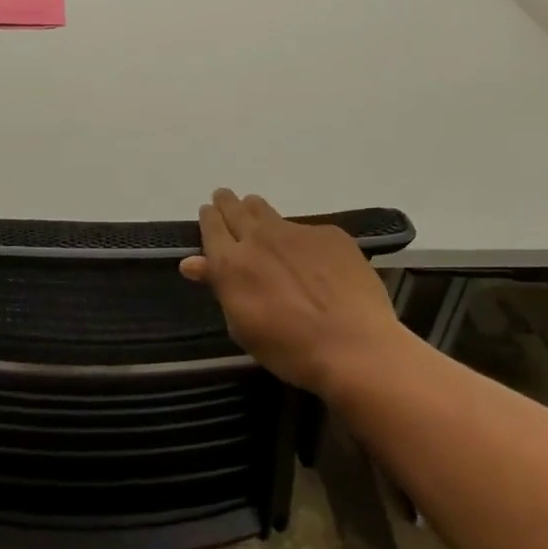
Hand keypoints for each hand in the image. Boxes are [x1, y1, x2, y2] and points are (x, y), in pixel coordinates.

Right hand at [180, 189, 403, 397]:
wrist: (355, 347)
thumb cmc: (289, 349)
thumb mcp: (242, 326)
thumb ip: (219, 286)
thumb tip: (193, 262)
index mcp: (230, 263)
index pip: (211, 226)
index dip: (208, 217)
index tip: (209, 213)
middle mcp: (258, 238)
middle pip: (235, 209)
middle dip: (227, 203)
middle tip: (224, 199)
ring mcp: (295, 231)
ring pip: (266, 210)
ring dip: (256, 210)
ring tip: (256, 214)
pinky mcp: (329, 234)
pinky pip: (304, 229)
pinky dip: (298, 237)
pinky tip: (310, 256)